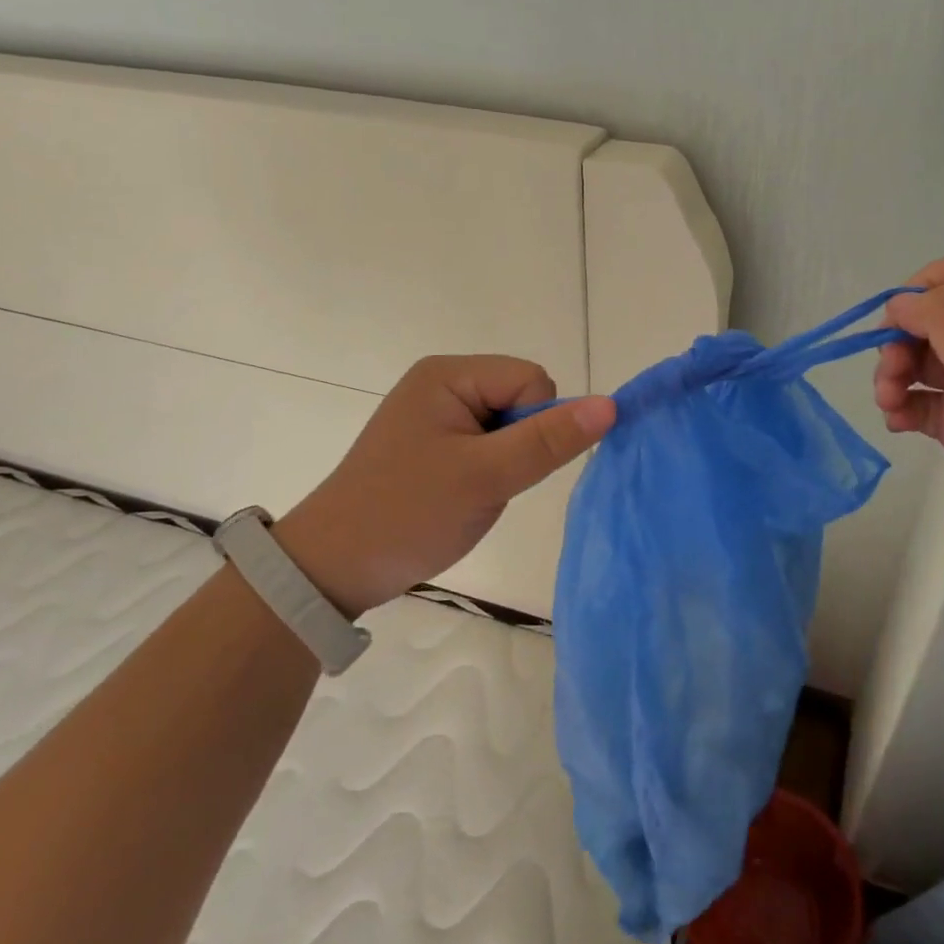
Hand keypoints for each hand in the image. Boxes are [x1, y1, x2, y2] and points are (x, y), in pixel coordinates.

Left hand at [273, 356, 615, 614]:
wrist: (332, 570)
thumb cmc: (407, 514)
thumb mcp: (485, 477)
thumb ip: (549, 440)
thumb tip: (611, 405)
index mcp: (449, 374)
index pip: (532, 379)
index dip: (535, 424)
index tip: (504, 465)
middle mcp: (443, 382)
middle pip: (522, 398)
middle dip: (520, 443)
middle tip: (485, 481)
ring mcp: (437, 412)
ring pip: (510, 424)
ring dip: (506, 460)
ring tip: (470, 491)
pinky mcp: (434, 440)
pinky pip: (488, 442)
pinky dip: (490, 469)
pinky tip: (463, 494)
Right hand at [875, 254, 943, 568]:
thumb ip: (940, 317)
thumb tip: (899, 303)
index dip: (921, 289)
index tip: (894, 321)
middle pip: (932, 320)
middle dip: (901, 340)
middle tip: (889, 370)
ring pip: (920, 361)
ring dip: (894, 375)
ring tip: (888, 402)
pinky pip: (922, 402)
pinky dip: (903, 407)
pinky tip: (898, 423)